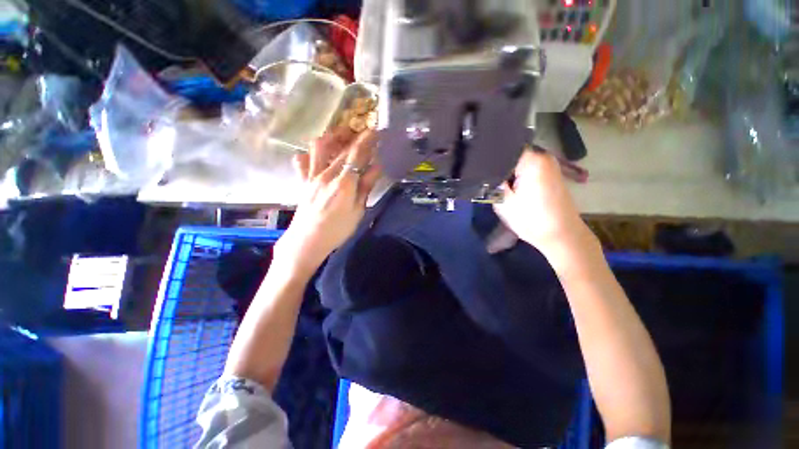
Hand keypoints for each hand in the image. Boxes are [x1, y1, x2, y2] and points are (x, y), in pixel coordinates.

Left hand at [276, 129, 380, 277]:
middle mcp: (327, 174)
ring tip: (341, 138)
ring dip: (331, 138)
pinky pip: (301, 161)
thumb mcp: (358, 210)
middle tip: (365, 134)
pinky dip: (309, 154)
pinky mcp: (303, 181)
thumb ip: (366, 186)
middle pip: (342, 148)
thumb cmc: (338, 229)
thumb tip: (377, 167)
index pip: (357, 154)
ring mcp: (312, 176)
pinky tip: (316, 156)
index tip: (375, 130)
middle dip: (355, 137)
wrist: (308, 240)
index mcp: (344, 182)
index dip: (367, 140)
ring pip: (319, 147)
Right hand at [493, 150, 593, 256]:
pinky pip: (527, 168)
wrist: (562, 236)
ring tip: (496, 184)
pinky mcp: (550, 174)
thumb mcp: (503, 202)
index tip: (478, 168)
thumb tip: (483, 169)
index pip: (503, 148)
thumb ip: (492, 182)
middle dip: (497, 166)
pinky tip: (511, 188)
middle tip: (485, 180)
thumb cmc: (532, 220)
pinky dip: (517, 176)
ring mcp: (549, 165)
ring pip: (518, 162)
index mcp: (532, 160)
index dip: (489, 156)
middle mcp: (543, 156)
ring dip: (507, 172)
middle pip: (511, 153)